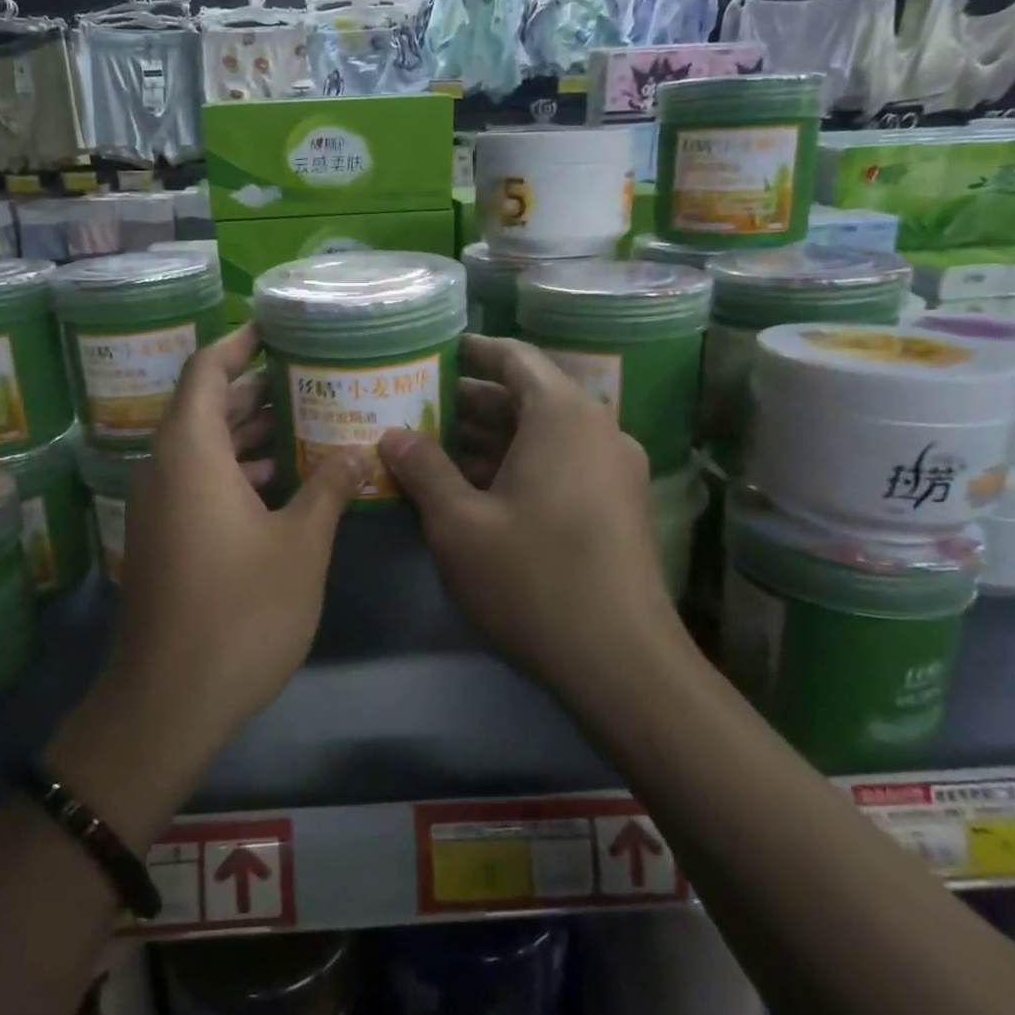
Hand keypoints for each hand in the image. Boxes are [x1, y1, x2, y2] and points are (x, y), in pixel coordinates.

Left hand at [101, 325, 362, 758]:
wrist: (168, 700)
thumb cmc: (240, 611)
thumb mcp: (300, 544)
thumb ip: (329, 488)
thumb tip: (359, 452)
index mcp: (190, 452)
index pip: (206, 370)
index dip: (238, 343)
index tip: (275, 327)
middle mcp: (165, 468)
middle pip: (205, 406)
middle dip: (254, 388)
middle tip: (309, 375)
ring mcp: (159, 506)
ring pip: (203, 447)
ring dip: (248, 432)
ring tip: (306, 421)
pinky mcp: (164, 538)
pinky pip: (198, 481)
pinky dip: (236, 470)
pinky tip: (283, 482)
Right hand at [378, 334, 690, 698]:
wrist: (622, 663)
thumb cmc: (532, 578)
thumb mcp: (459, 523)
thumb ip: (423, 468)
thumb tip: (392, 434)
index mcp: (563, 416)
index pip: (515, 358)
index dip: (472, 351)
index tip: (434, 353)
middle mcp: (596, 430)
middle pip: (527, 397)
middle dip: (470, 402)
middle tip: (417, 407)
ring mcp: (612, 470)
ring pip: (543, 435)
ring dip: (491, 438)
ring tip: (434, 448)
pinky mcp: (616, 506)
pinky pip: (560, 464)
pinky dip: (517, 465)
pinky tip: (474, 490)